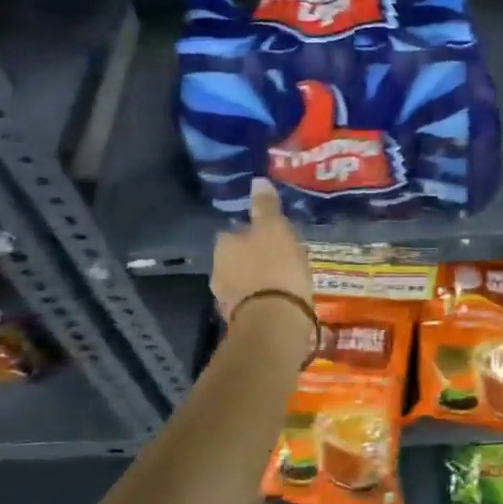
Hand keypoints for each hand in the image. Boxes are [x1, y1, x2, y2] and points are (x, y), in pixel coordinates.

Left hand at [212, 178, 313, 321]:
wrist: (275, 322)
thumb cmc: (275, 268)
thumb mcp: (275, 229)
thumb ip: (265, 206)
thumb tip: (257, 180)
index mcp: (223, 245)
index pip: (234, 232)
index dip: (253, 233)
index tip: (273, 236)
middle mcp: (217, 271)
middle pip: (237, 259)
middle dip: (254, 259)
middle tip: (281, 258)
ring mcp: (227, 300)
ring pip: (244, 283)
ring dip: (258, 282)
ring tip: (284, 281)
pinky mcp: (241, 322)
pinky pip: (253, 304)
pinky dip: (264, 301)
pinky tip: (282, 302)